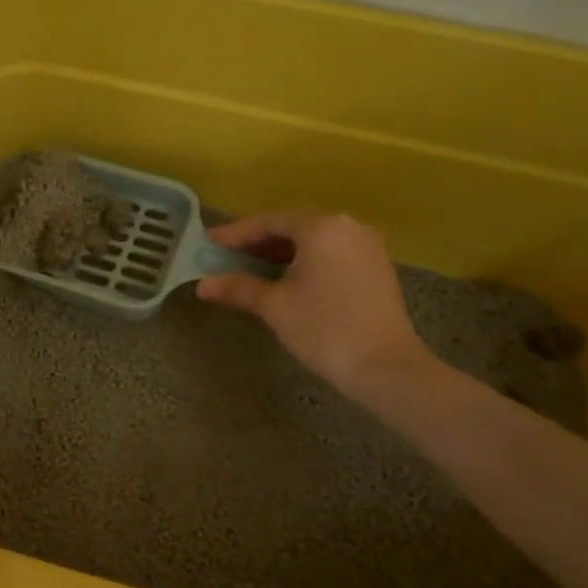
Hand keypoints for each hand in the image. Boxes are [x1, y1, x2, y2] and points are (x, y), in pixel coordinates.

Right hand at [196, 210, 435, 401]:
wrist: (385, 367)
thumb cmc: (324, 328)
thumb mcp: (274, 306)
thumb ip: (238, 287)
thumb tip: (203, 286)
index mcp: (322, 227)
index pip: (269, 221)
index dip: (236, 233)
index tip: (209, 242)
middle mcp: (348, 226)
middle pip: (293, 226)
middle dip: (258, 242)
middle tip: (227, 256)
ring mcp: (367, 246)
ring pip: (314, 240)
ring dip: (281, 252)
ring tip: (251, 268)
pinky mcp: (377, 267)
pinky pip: (331, 253)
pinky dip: (305, 261)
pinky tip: (286, 279)